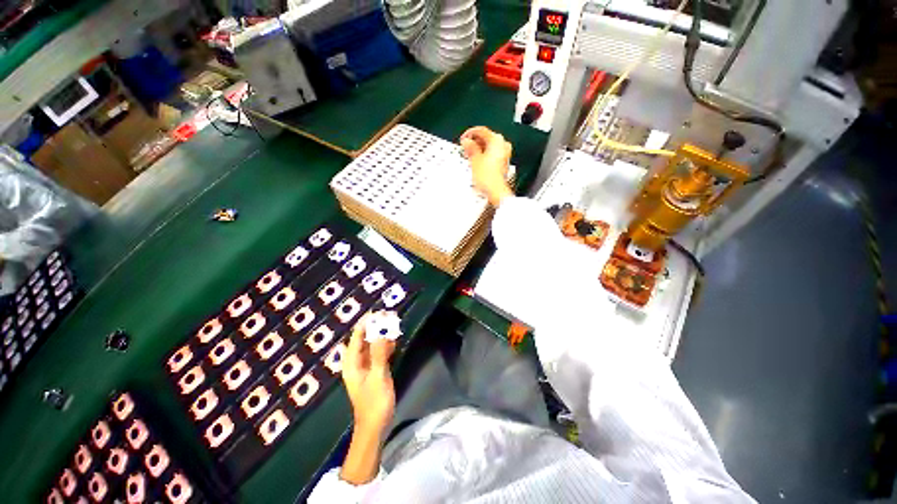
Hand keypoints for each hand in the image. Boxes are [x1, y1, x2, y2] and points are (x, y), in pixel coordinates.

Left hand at [342, 313, 396, 437]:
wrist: (375, 426)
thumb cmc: (374, 403)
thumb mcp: (378, 377)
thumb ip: (379, 355)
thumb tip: (380, 334)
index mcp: (352, 364)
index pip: (356, 338)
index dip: (365, 324)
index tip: (376, 313)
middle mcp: (356, 363)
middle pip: (364, 340)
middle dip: (374, 328)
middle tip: (388, 316)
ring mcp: (365, 368)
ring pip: (372, 346)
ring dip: (381, 336)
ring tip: (392, 325)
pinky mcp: (374, 372)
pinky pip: (378, 354)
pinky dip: (385, 346)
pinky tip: (394, 342)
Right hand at [460, 126, 513, 205]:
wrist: (496, 191)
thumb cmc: (489, 177)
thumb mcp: (474, 160)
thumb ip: (470, 148)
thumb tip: (466, 141)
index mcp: (497, 140)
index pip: (481, 130)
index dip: (469, 134)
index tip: (463, 139)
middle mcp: (503, 145)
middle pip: (486, 138)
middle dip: (474, 142)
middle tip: (465, 148)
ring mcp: (504, 154)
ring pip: (489, 147)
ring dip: (478, 149)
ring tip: (469, 156)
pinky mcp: (503, 163)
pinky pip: (492, 154)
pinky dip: (484, 156)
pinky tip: (477, 162)